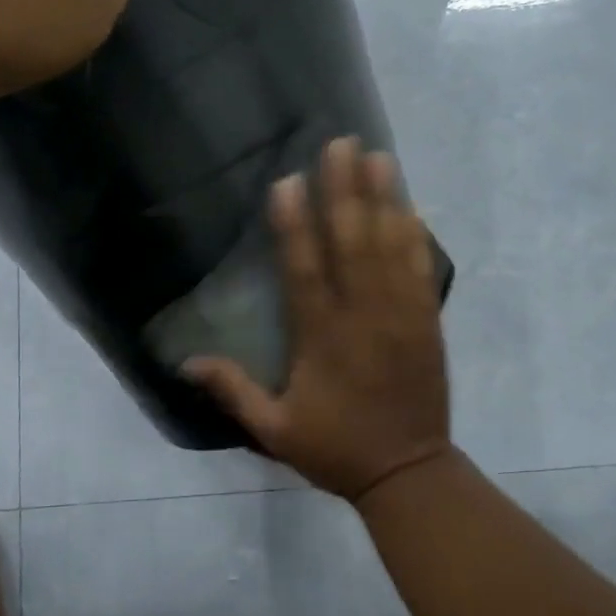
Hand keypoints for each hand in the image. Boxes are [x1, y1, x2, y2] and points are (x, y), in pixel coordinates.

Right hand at [186, 137, 453, 502]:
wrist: (408, 472)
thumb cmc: (336, 449)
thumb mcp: (274, 430)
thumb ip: (234, 392)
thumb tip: (186, 363)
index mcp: (322, 339)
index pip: (305, 271)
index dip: (295, 225)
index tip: (288, 181)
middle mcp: (364, 317)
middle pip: (353, 244)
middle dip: (345, 191)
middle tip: (340, 144)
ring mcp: (402, 316)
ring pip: (391, 247)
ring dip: (384, 199)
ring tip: (378, 156)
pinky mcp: (428, 322)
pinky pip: (422, 269)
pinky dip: (416, 235)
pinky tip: (410, 204)